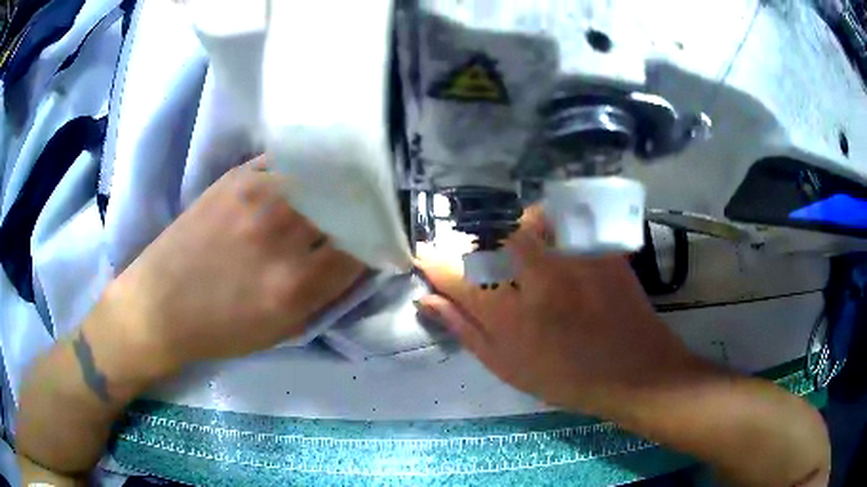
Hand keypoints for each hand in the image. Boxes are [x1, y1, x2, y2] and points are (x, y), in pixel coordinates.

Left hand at [101, 156, 365, 377]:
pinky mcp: (237, 177)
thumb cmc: (220, 330)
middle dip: (371, 205)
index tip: (388, 236)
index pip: (363, 247)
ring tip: (351, 182)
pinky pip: (290, 161)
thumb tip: (360, 258)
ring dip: (344, 180)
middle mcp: (281, 235)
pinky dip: (311, 165)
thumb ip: (325, 294)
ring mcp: (258, 197)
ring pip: (324, 175)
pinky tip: (315, 168)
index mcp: (294, 286)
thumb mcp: (282, 331)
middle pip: (349, 204)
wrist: (160, 306)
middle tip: (378, 204)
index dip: (383, 239)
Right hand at [416, 208, 694, 414]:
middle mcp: (535, 278)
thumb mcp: (507, 366)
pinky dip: (545, 225)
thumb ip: (465, 331)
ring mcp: (570, 257)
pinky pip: (561, 219)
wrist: (633, 370)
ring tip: (514, 251)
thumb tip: (428, 300)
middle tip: (472, 258)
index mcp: (508, 315)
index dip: (431, 260)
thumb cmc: (566, 377)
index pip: (453, 272)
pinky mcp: (596, 246)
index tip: (424, 257)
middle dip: (470, 241)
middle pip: (487, 236)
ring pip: (523, 220)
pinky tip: (550, 245)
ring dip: (509, 230)